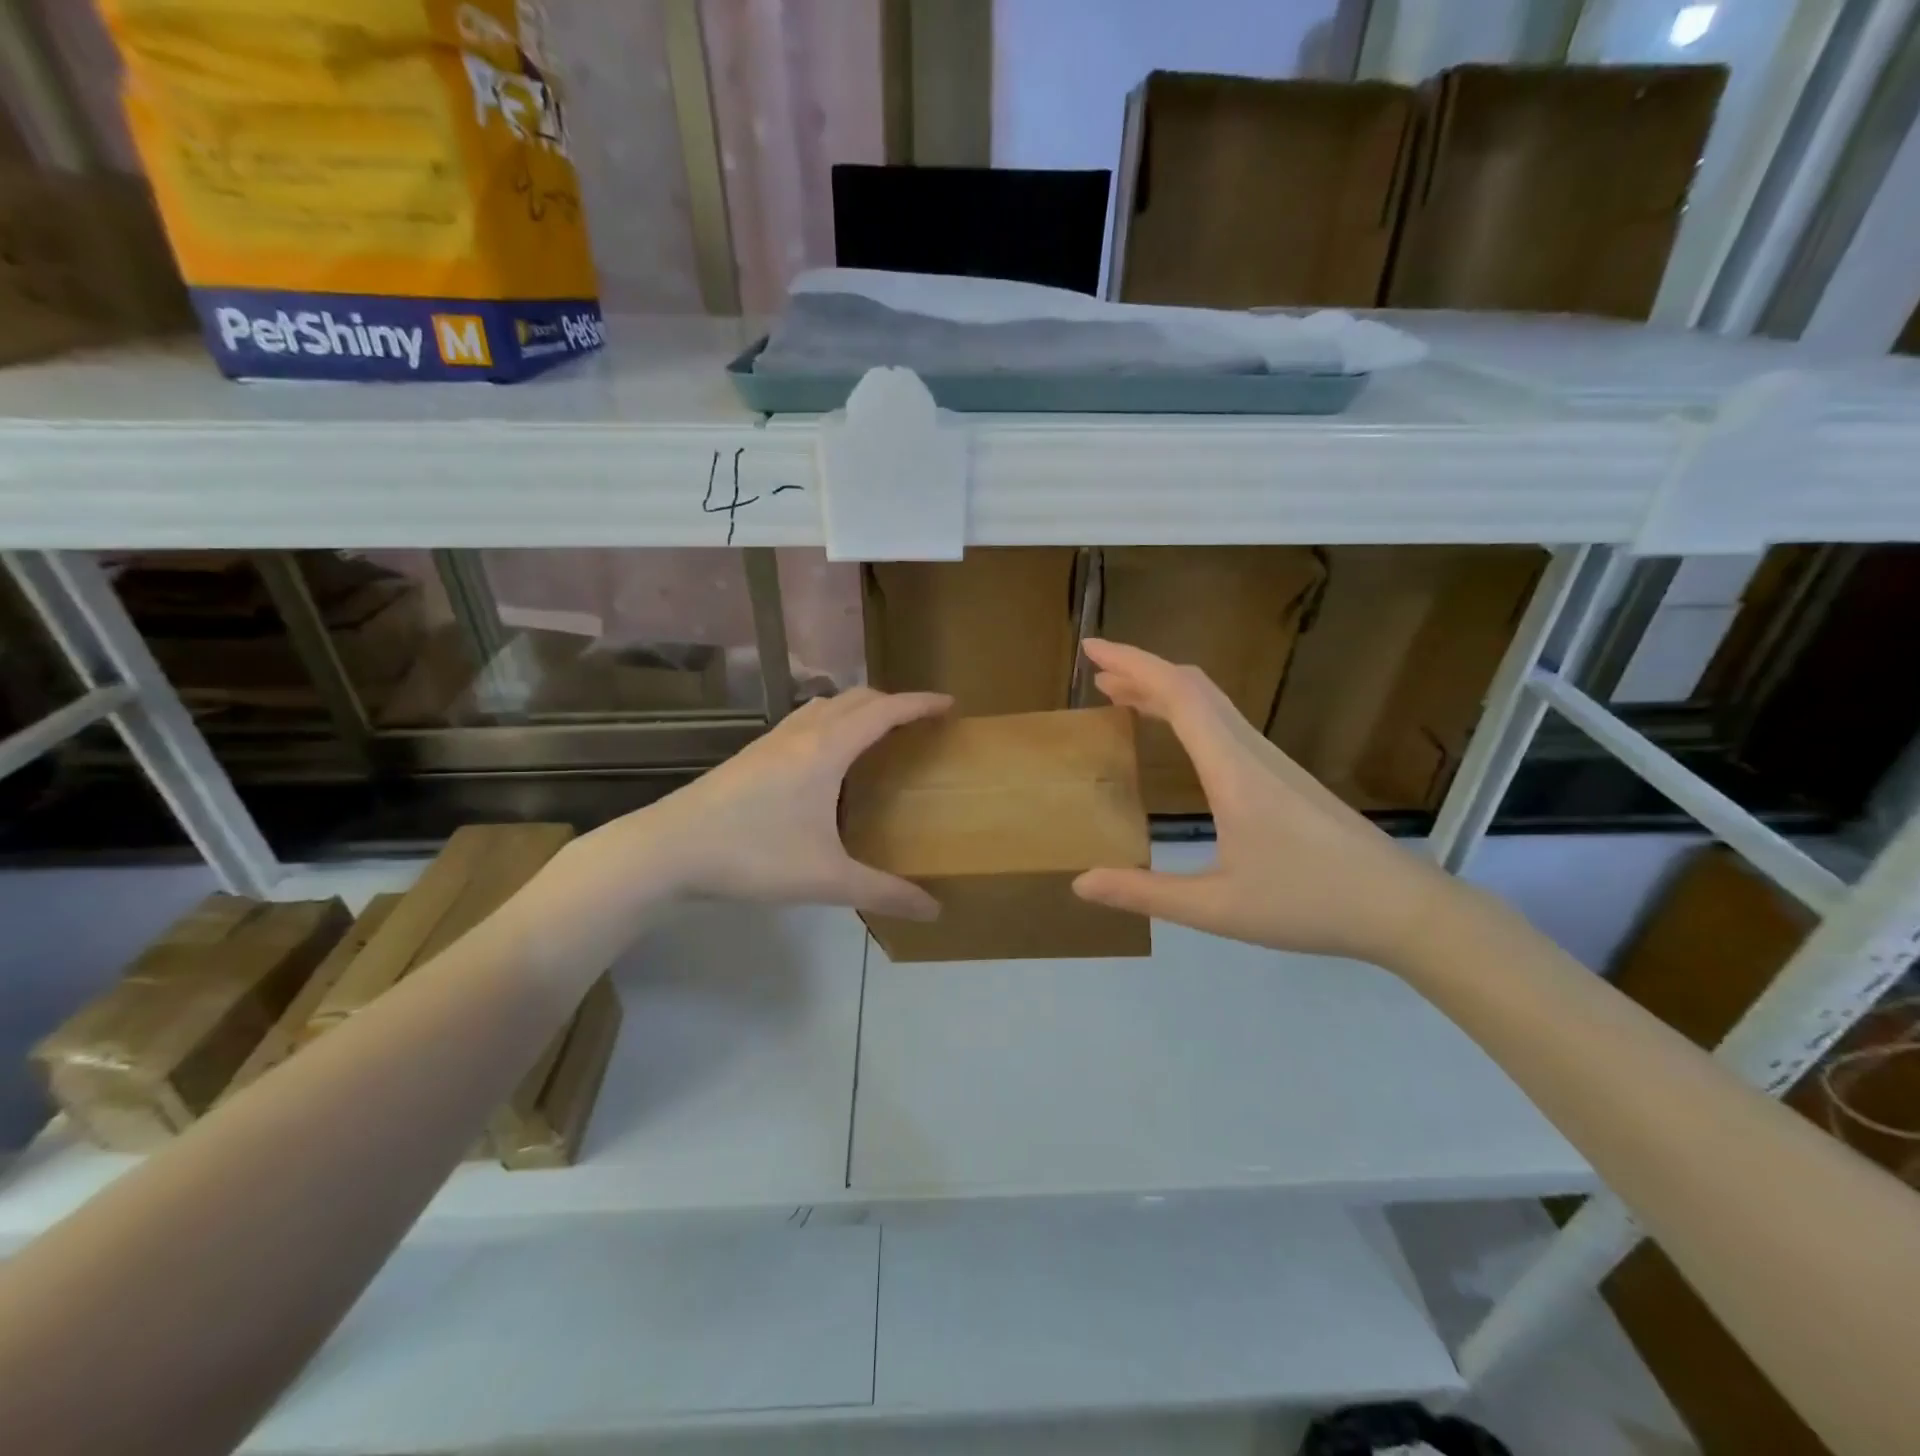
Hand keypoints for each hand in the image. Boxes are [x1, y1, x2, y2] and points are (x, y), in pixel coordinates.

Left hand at [615, 686, 952, 919]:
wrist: (667, 849)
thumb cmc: (752, 855)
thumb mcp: (825, 878)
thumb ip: (883, 892)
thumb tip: (933, 911)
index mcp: (827, 749)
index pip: (885, 710)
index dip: (920, 703)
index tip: (949, 704)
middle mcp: (802, 733)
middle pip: (856, 698)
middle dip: (892, 701)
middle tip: (918, 723)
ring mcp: (771, 740)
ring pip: (825, 705)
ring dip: (857, 707)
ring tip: (877, 733)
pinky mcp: (751, 754)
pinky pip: (803, 721)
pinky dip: (830, 722)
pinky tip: (825, 759)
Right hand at [1071, 639, 1466, 970]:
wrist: (1402, 907)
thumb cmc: (1309, 903)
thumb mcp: (1217, 908)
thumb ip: (1145, 894)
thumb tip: (1082, 883)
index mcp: (1233, 770)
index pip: (1178, 695)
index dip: (1133, 664)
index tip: (1092, 649)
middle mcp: (1252, 752)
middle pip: (1194, 688)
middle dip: (1142, 672)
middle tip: (1097, 674)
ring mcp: (1272, 762)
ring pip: (1212, 705)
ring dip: (1165, 692)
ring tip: (1123, 698)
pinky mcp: (1283, 777)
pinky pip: (1225, 726)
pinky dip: (1188, 714)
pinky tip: (1176, 737)